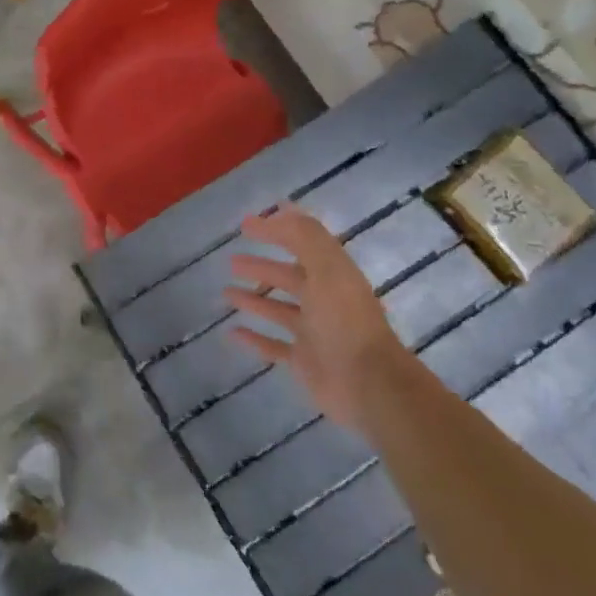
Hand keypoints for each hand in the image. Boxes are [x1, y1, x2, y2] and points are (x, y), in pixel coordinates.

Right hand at [222, 206, 415, 431]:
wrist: (369, 385)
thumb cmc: (345, 321)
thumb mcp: (327, 269)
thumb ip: (305, 237)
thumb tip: (281, 210)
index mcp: (333, 275)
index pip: (302, 244)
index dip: (276, 231)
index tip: (245, 224)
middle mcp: (324, 301)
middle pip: (288, 278)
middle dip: (262, 267)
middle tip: (231, 261)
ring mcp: (313, 333)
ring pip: (278, 310)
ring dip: (254, 300)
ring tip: (226, 292)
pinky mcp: (304, 361)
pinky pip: (272, 346)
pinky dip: (253, 338)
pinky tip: (231, 332)